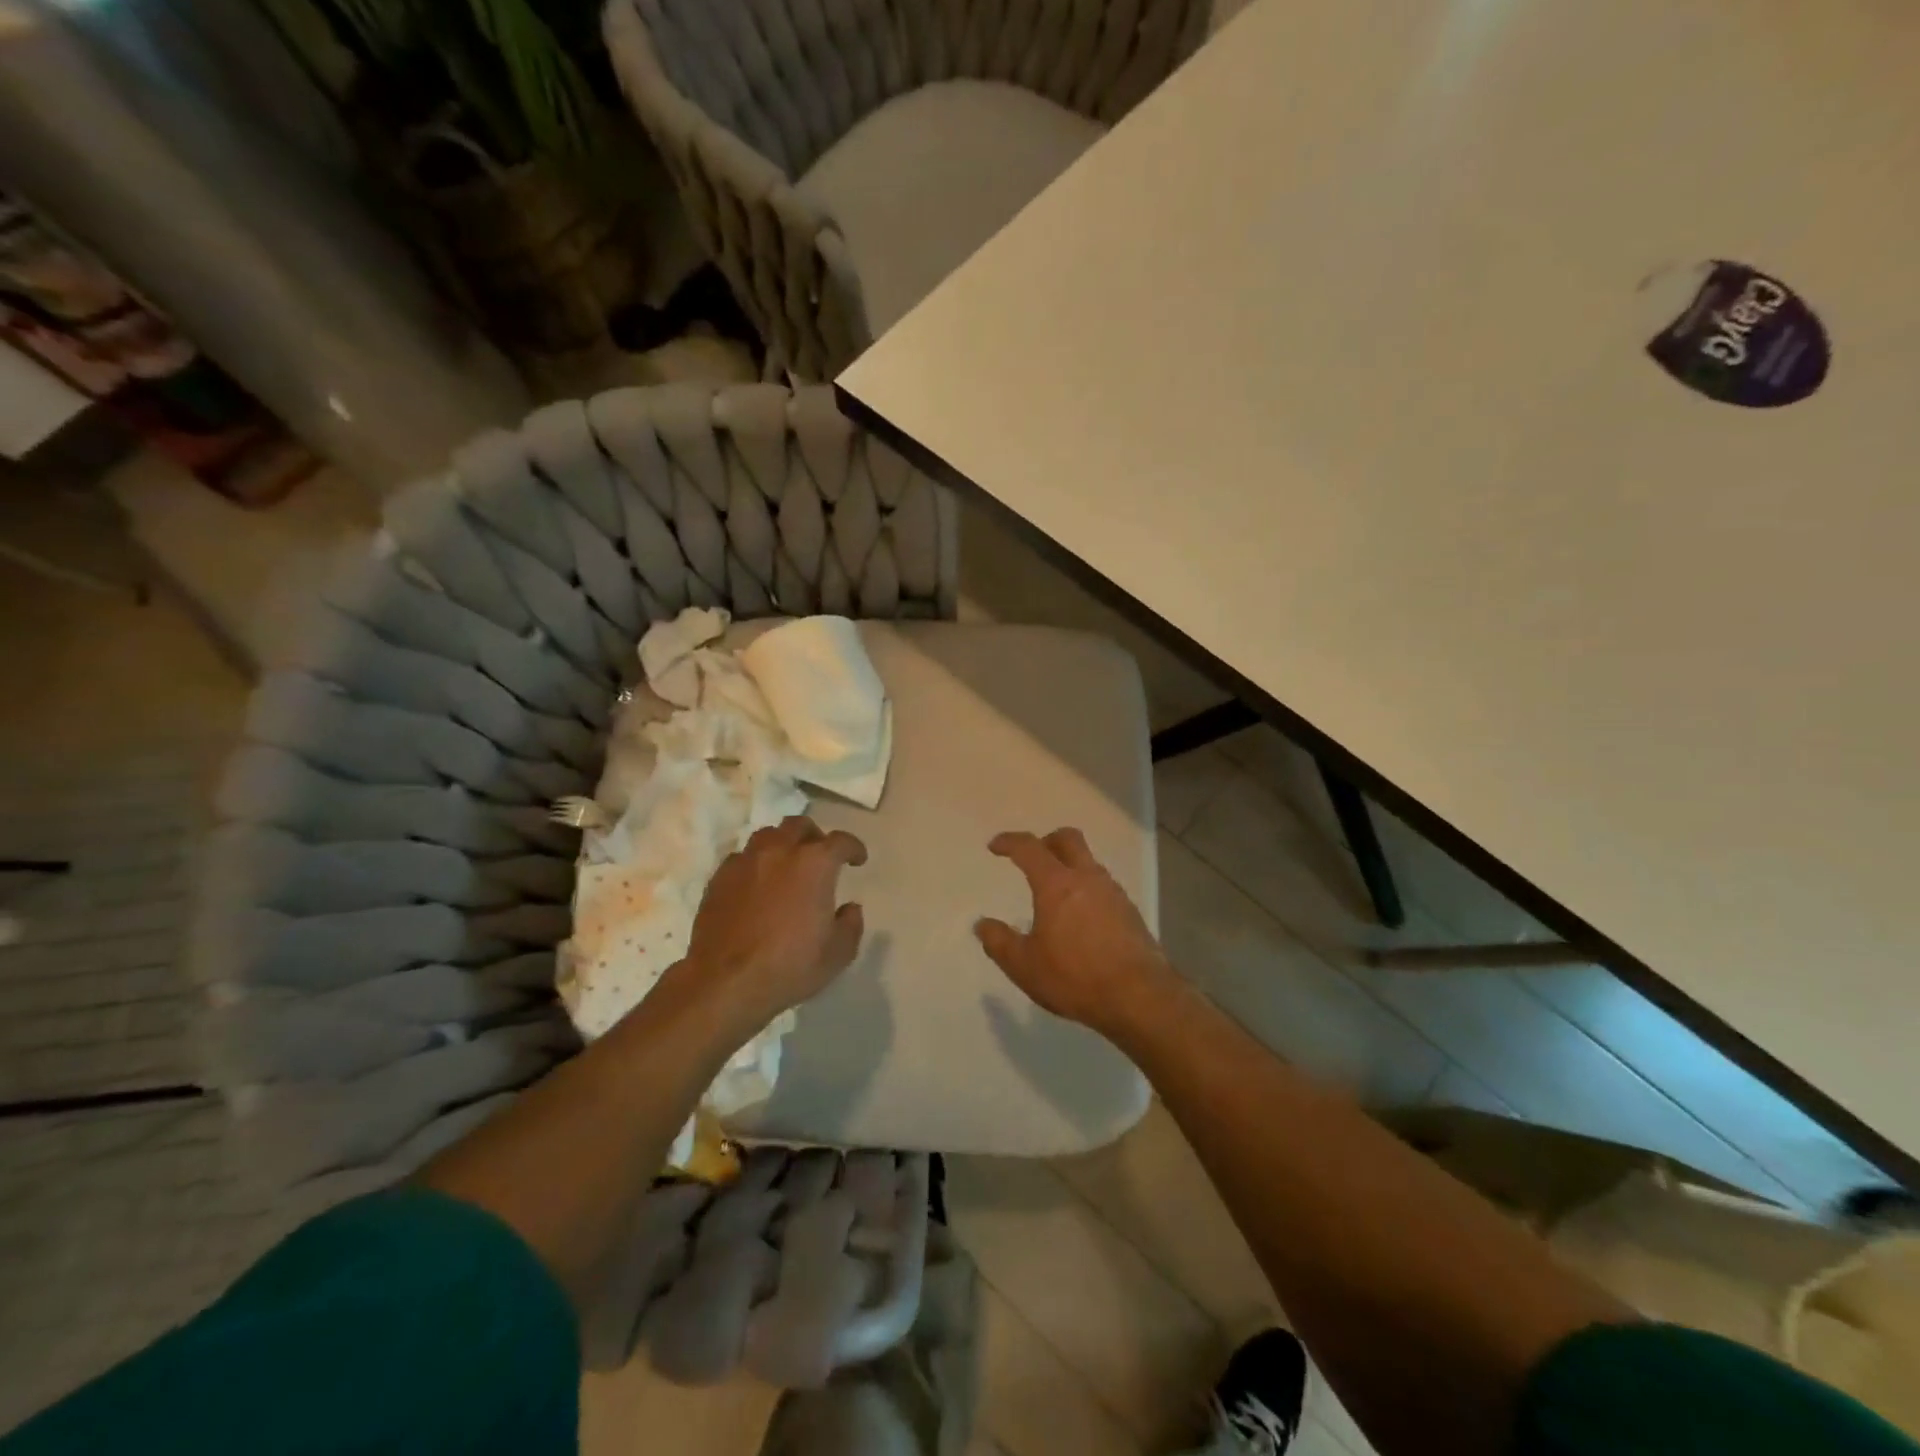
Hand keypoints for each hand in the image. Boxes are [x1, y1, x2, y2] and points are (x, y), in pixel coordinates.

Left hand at [679, 815, 867, 1030]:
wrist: (725, 982)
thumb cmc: (790, 966)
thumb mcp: (838, 953)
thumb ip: (850, 924)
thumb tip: (849, 908)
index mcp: (815, 864)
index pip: (841, 841)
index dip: (853, 848)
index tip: (858, 860)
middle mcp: (779, 851)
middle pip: (799, 825)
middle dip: (814, 836)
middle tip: (820, 857)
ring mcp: (745, 862)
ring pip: (767, 836)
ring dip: (782, 844)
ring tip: (786, 866)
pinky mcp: (719, 878)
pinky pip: (742, 858)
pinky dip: (755, 864)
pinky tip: (757, 885)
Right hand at [975, 828, 1174, 1033]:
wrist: (1140, 997)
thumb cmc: (1075, 977)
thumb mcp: (1024, 966)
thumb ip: (1000, 942)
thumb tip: (983, 925)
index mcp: (1057, 884)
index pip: (1029, 848)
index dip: (1009, 842)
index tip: (995, 847)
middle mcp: (1087, 878)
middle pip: (1068, 839)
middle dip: (1046, 841)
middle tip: (1032, 858)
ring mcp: (1113, 893)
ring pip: (1089, 862)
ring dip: (1070, 867)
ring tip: (1055, 894)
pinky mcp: (1130, 912)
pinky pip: (1103, 887)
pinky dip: (1087, 890)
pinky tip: (1081, 919)